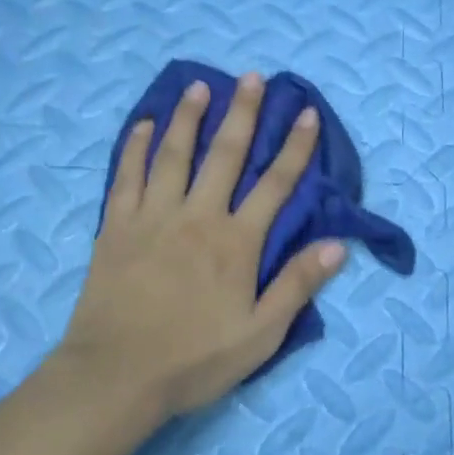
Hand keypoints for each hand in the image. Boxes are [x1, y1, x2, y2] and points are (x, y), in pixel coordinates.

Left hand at [59, 72, 346, 418]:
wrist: (115, 377)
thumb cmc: (193, 360)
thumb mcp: (259, 335)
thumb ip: (297, 286)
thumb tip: (338, 245)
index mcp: (235, 242)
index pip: (275, 184)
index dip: (295, 147)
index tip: (306, 112)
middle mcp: (198, 216)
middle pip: (226, 154)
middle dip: (243, 113)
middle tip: (251, 77)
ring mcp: (154, 216)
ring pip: (175, 154)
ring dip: (189, 117)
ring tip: (199, 86)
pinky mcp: (117, 226)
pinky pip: (127, 176)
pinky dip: (136, 147)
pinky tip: (144, 125)